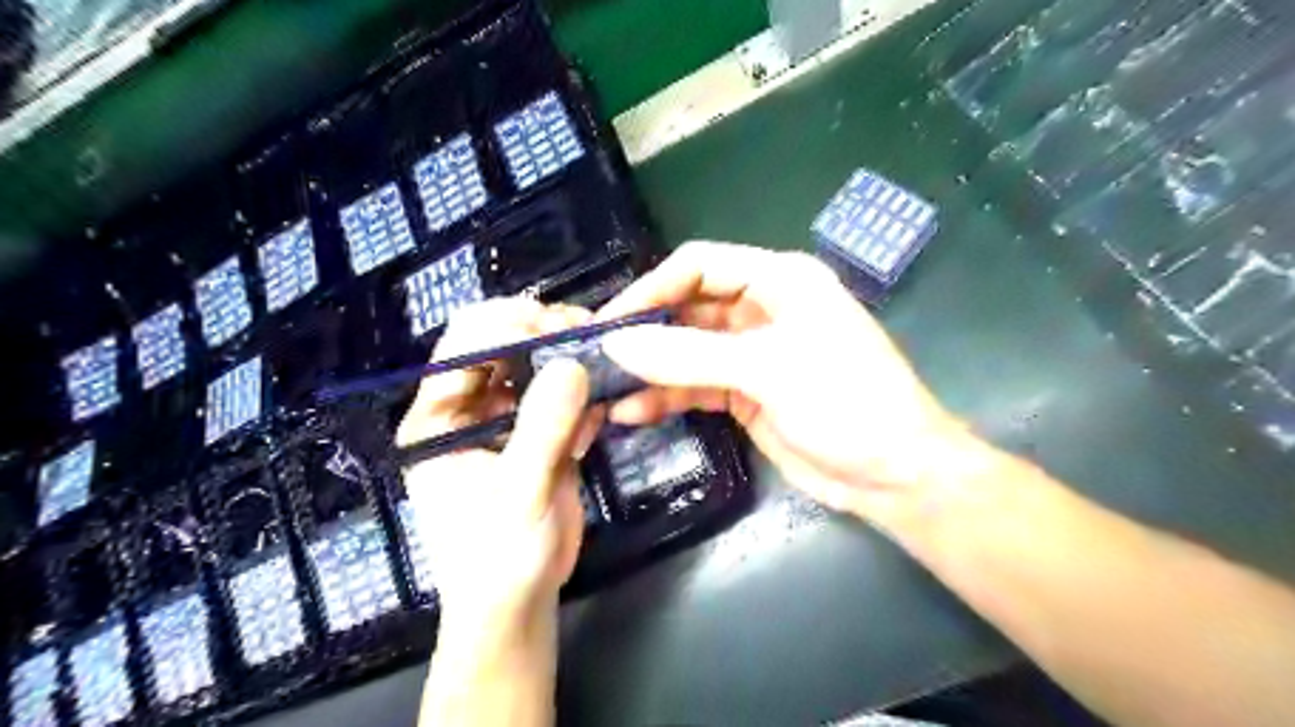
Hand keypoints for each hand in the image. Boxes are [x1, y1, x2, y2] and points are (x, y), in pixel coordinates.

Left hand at [393, 298, 600, 632]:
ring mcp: (507, 419)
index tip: (555, 327)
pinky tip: (599, 409)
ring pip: (535, 365)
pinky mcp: (540, 432)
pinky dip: (584, 394)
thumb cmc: (499, 556)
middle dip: (541, 332)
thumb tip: (573, 363)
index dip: (505, 327)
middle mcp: (468, 408)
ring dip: (569, 358)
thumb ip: (543, 427)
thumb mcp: (518, 492)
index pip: (462, 348)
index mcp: (438, 418)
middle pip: (499, 345)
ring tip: (603, 358)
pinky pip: (562, 395)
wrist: (520, 602)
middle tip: (586, 331)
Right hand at [603, 240, 977, 529]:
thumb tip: (617, 343)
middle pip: (688, 308)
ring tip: (603, 389)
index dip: (652, 287)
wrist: (894, 475)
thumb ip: (688, 355)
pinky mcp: (746, 393)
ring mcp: (752, 354)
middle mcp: (761, 309)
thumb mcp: (767, 369)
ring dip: (649, 369)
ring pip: (687, 351)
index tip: (609, 322)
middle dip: (644, 331)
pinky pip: (696, 386)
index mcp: (778, 280)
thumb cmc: (846, 402)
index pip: (699, 266)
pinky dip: (666, 397)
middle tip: (594, 358)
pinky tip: (633, 412)